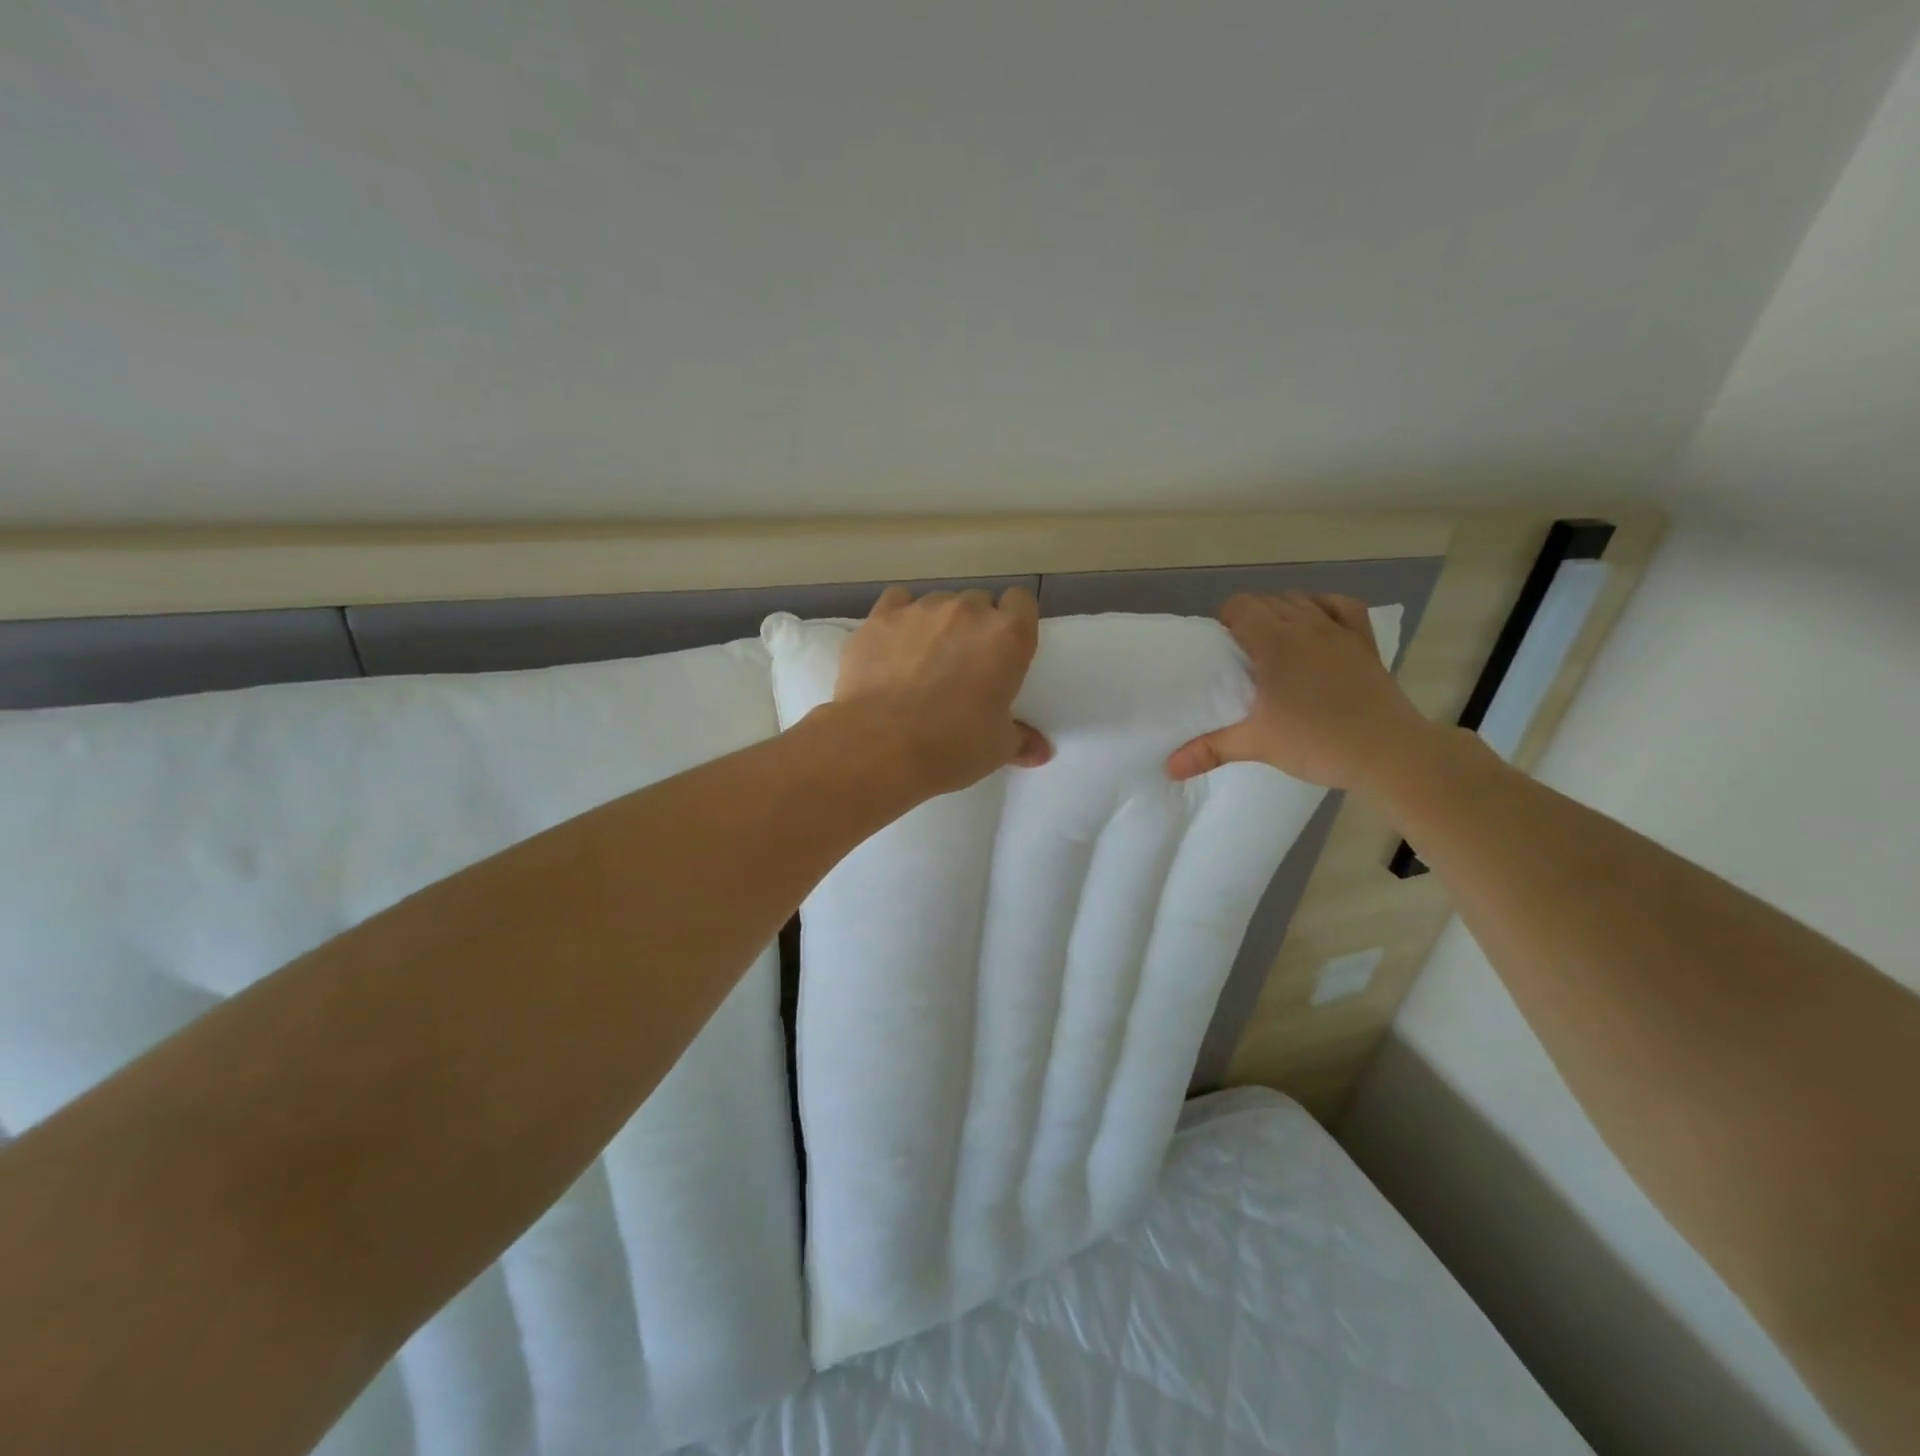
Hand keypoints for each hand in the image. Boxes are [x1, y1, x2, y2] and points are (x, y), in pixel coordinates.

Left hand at [833, 586, 1052, 794]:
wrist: (880, 745)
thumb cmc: (952, 746)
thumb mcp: (997, 749)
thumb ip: (1021, 739)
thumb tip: (1040, 751)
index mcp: (1008, 636)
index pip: (1021, 602)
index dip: (1014, 621)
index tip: (1005, 646)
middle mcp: (967, 611)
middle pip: (978, 602)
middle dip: (974, 626)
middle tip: (963, 662)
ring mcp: (921, 609)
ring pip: (937, 603)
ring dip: (937, 624)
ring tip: (922, 659)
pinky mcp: (881, 617)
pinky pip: (897, 602)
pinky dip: (899, 619)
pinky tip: (892, 645)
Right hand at [1166, 592, 1432, 789]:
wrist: (1389, 752)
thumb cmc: (1317, 742)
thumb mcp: (1257, 744)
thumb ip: (1209, 750)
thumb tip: (1168, 767)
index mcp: (1274, 642)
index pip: (1241, 605)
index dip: (1226, 620)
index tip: (1222, 648)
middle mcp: (1306, 626)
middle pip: (1267, 600)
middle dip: (1249, 618)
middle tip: (1242, 655)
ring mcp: (1339, 631)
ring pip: (1301, 600)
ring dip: (1282, 612)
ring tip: (1275, 643)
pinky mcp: (1365, 642)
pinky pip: (1341, 606)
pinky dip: (1324, 608)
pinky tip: (1316, 625)